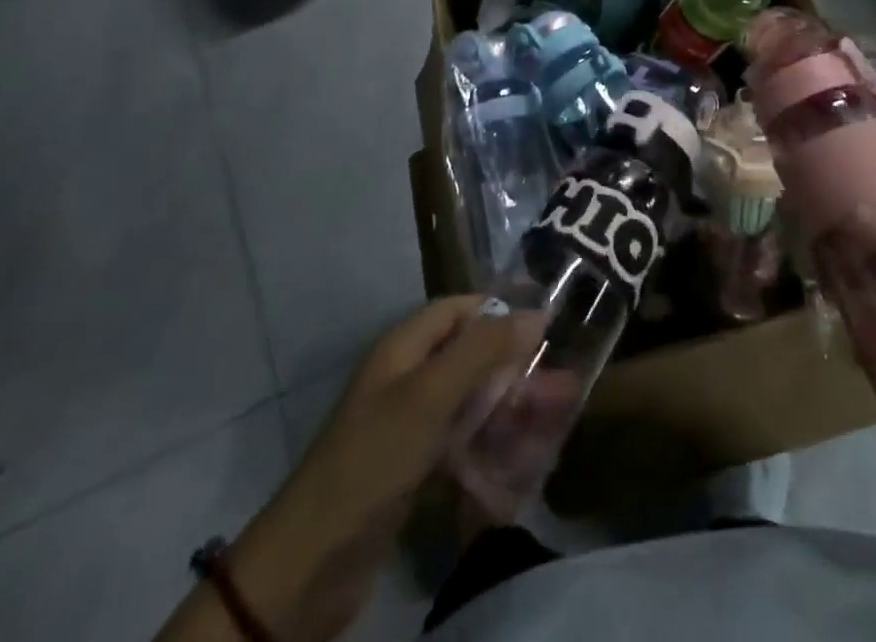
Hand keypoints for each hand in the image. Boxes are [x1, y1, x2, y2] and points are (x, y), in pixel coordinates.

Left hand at [299, 297, 541, 543]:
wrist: (310, 565)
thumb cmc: (374, 459)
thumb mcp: (430, 396)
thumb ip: (483, 350)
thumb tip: (537, 311)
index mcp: (404, 349)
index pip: (458, 310)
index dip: (500, 311)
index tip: (547, 325)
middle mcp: (407, 379)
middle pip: (471, 358)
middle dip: (517, 369)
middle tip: (565, 386)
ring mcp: (409, 428)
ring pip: (471, 404)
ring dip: (512, 409)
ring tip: (557, 421)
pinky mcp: (413, 471)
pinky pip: (462, 445)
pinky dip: (492, 446)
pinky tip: (525, 461)